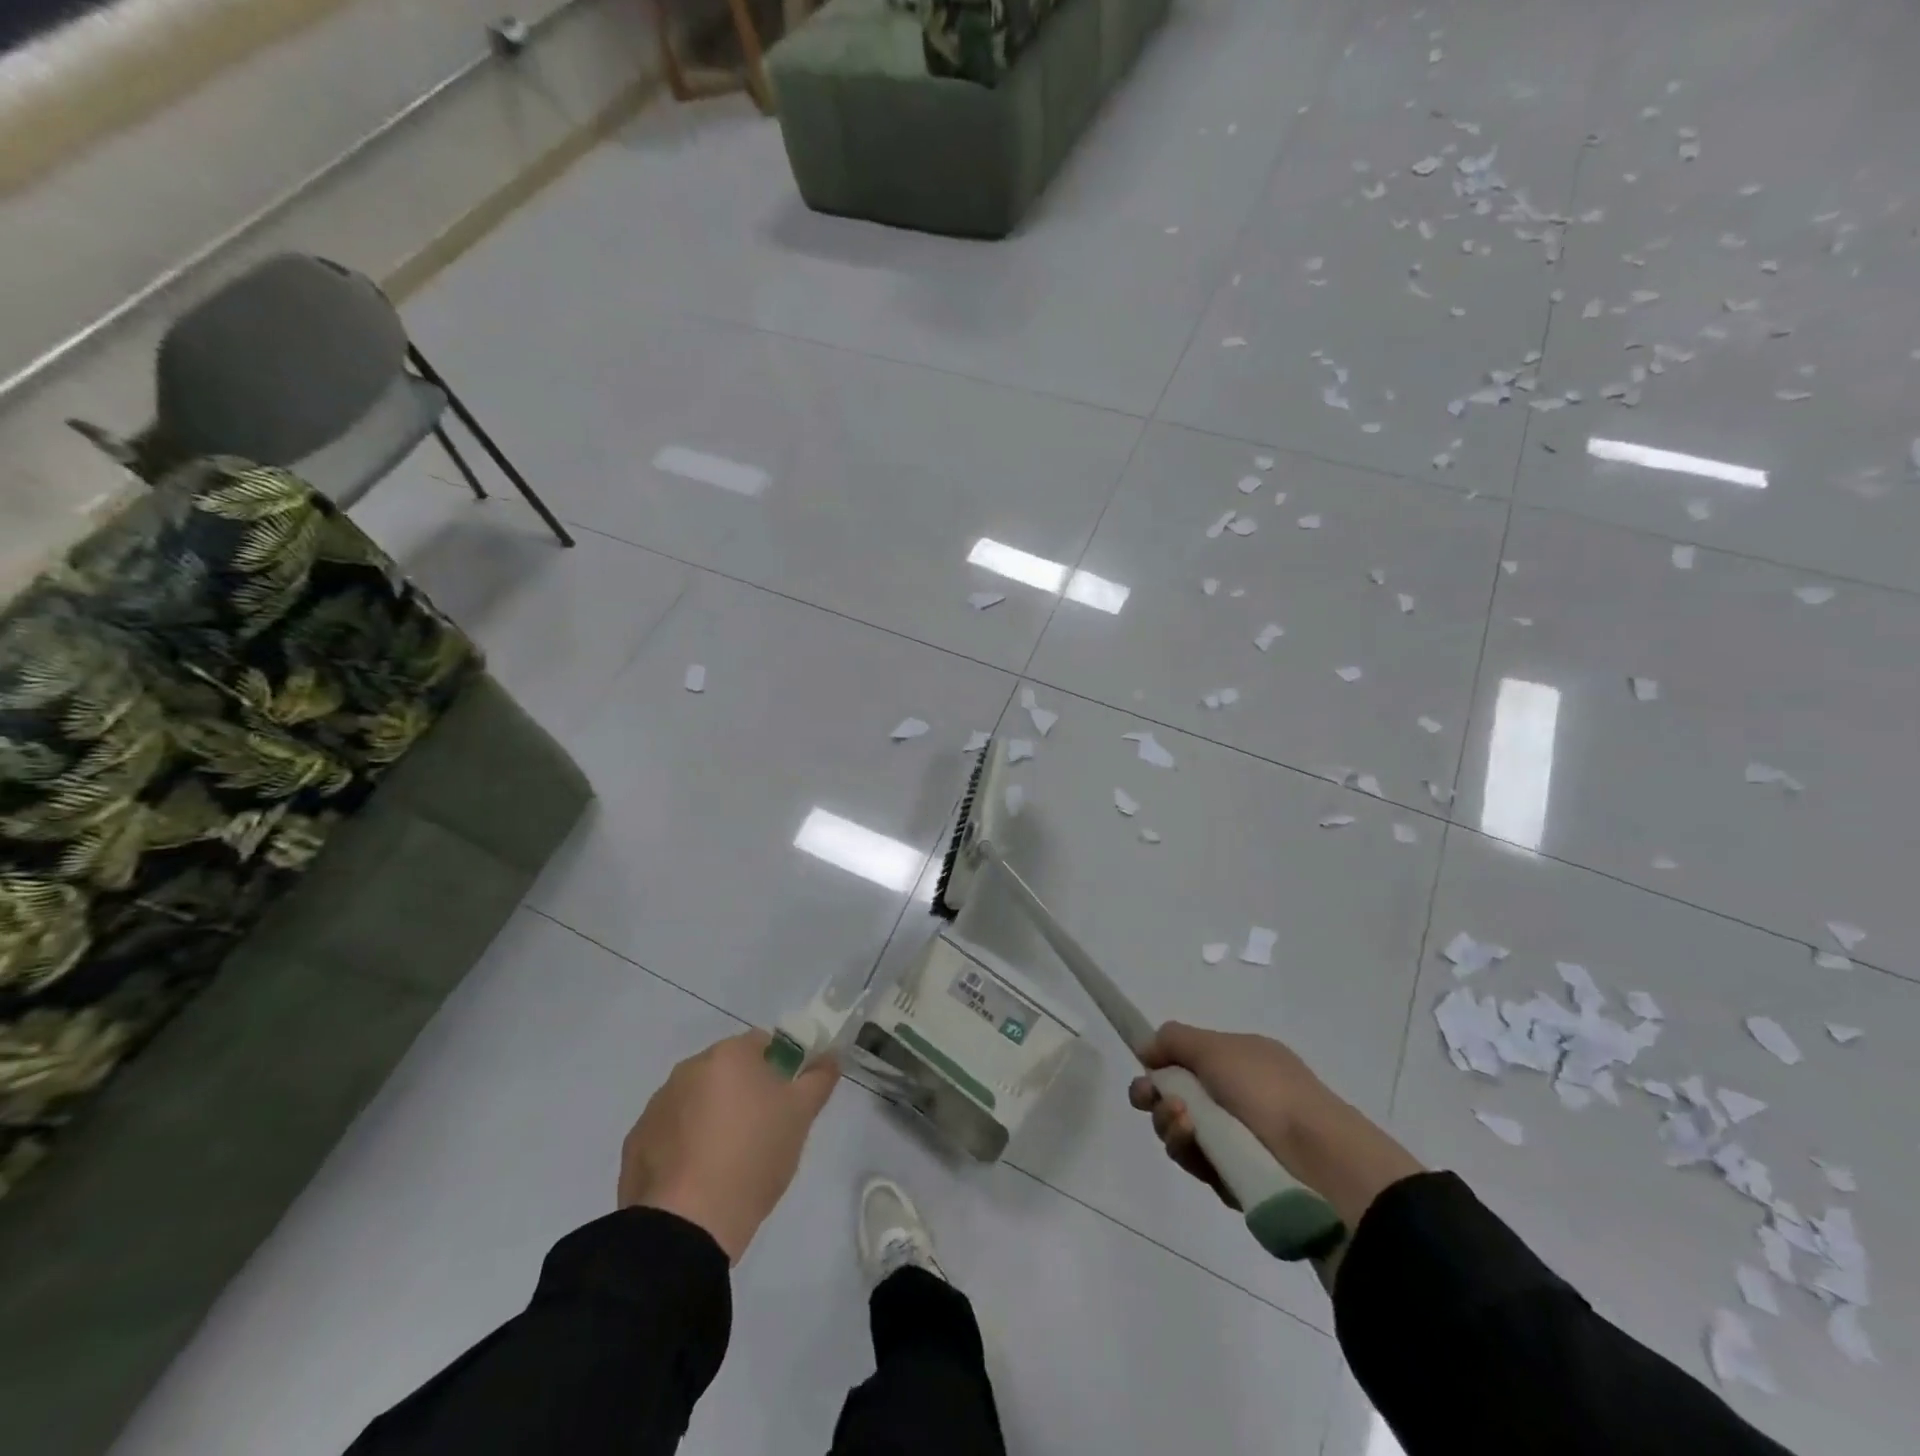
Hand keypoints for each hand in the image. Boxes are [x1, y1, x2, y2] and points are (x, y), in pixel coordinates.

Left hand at [619, 1031, 839, 1263]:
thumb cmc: (753, 1156)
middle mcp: (688, 1069)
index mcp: (728, 1055)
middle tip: (763, 1132)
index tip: (786, 1102)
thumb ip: (819, 1078)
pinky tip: (697, 1179)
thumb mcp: (801, 1116)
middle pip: (726, 1071)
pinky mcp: (636, 1143)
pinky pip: (670, 1133)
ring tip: (728, 1162)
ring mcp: (657, 1106)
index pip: (762, 1044)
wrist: (688, 1224)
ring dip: (712, 1118)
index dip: (780, 1068)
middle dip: (744, 1093)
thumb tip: (830, 1057)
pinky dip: (684, 1146)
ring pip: (696, 1101)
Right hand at [1127, 1022, 1336, 1206]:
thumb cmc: (1266, 1091)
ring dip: (1170, 1122)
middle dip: (1155, 1097)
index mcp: (1241, 1062)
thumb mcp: (1216, 1047)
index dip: (1161, 1065)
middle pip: (1177, 1096)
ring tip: (1183, 1121)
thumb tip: (1147, 1048)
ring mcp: (1236, 1140)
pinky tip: (1196, 1146)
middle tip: (1148, 1099)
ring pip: (1182, 1130)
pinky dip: (1189, 1152)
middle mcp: (1238, 1098)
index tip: (1143, 1069)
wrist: (1319, 1162)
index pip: (1189, 1061)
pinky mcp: (1234, 1179)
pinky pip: (1198, 1163)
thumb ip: (1174, 1040)